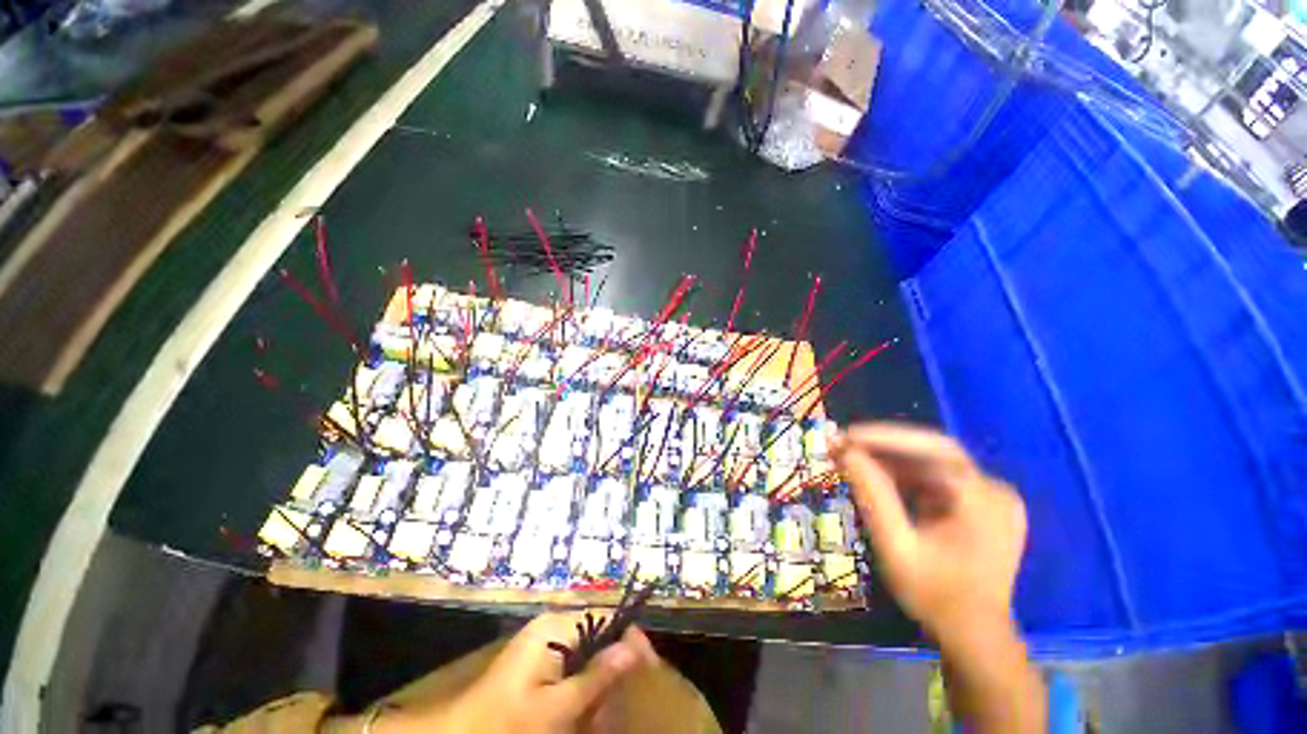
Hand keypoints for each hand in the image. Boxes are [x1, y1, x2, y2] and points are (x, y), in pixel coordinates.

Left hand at [374, 612, 657, 733]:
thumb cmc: (506, 724)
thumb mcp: (555, 708)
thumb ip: (596, 677)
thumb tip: (634, 647)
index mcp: (555, 627)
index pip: (606, 618)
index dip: (630, 640)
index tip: (649, 670)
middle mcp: (552, 629)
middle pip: (599, 639)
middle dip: (613, 673)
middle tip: (618, 707)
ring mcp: (545, 647)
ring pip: (588, 658)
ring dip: (599, 688)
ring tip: (600, 718)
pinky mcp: (539, 665)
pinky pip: (573, 671)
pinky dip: (583, 693)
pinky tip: (583, 717)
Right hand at [828, 423, 1026, 640]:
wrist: (973, 636)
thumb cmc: (935, 597)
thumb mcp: (897, 548)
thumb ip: (873, 496)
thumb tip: (846, 453)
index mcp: (982, 500)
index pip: (930, 451)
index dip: (884, 438)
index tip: (845, 435)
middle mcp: (994, 489)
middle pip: (933, 450)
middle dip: (885, 443)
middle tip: (845, 441)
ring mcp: (991, 496)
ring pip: (932, 462)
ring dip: (890, 458)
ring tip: (851, 457)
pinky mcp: (981, 504)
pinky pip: (935, 477)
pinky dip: (903, 474)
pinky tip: (876, 476)